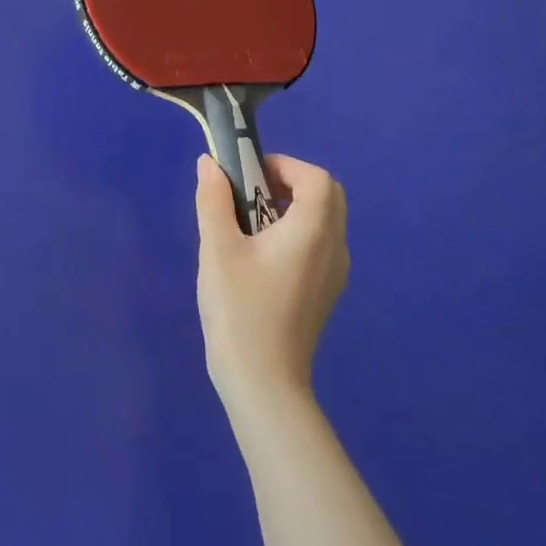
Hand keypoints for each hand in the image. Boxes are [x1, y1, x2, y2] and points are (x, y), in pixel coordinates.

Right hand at [195, 153, 348, 411]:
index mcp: (313, 231)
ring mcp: (335, 273)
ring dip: (291, 208)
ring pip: (324, 221)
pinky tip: (260, 258)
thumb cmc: (239, 309)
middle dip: (288, 183)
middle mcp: (334, 248)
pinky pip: (319, 245)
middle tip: (248, 195)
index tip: (247, 175)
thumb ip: (214, 200)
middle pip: (326, 196)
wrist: (263, 381)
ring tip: (248, 227)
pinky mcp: (326, 292)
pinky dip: (296, 233)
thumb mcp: (217, 248)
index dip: (283, 165)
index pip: (315, 178)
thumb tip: (210, 164)